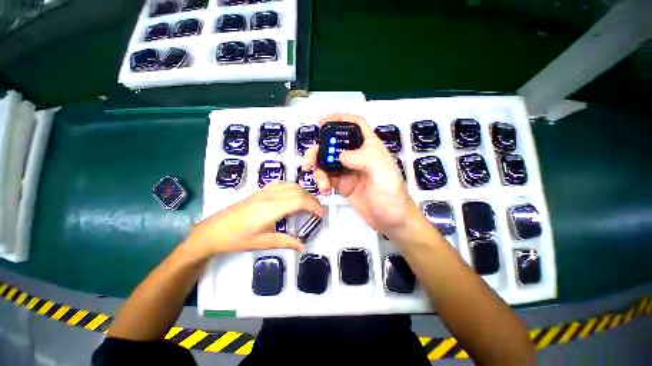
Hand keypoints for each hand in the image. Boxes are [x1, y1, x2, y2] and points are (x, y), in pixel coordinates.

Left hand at [186, 182, 324, 254]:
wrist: (213, 230)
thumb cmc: (237, 239)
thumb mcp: (263, 242)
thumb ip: (286, 242)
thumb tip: (304, 246)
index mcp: (271, 209)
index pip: (299, 200)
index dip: (314, 205)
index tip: (321, 214)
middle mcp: (270, 195)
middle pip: (298, 191)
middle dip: (312, 199)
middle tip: (317, 211)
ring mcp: (265, 191)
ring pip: (291, 185)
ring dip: (303, 193)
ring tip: (308, 205)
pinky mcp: (261, 190)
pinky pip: (282, 183)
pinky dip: (293, 188)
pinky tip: (293, 196)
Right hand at [302, 113, 415, 236]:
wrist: (391, 221)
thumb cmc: (392, 196)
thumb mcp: (382, 173)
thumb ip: (363, 159)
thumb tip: (340, 155)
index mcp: (370, 147)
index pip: (355, 125)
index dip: (340, 118)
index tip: (322, 120)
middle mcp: (358, 156)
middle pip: (334, 144)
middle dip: (319, 150)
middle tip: (309, 161)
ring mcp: (349, 171)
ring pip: (327, 162)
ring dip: (318, 170)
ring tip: (320, 184)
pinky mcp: (343, 184)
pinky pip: (327, 178)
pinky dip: (322, 182)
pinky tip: (325, 190)